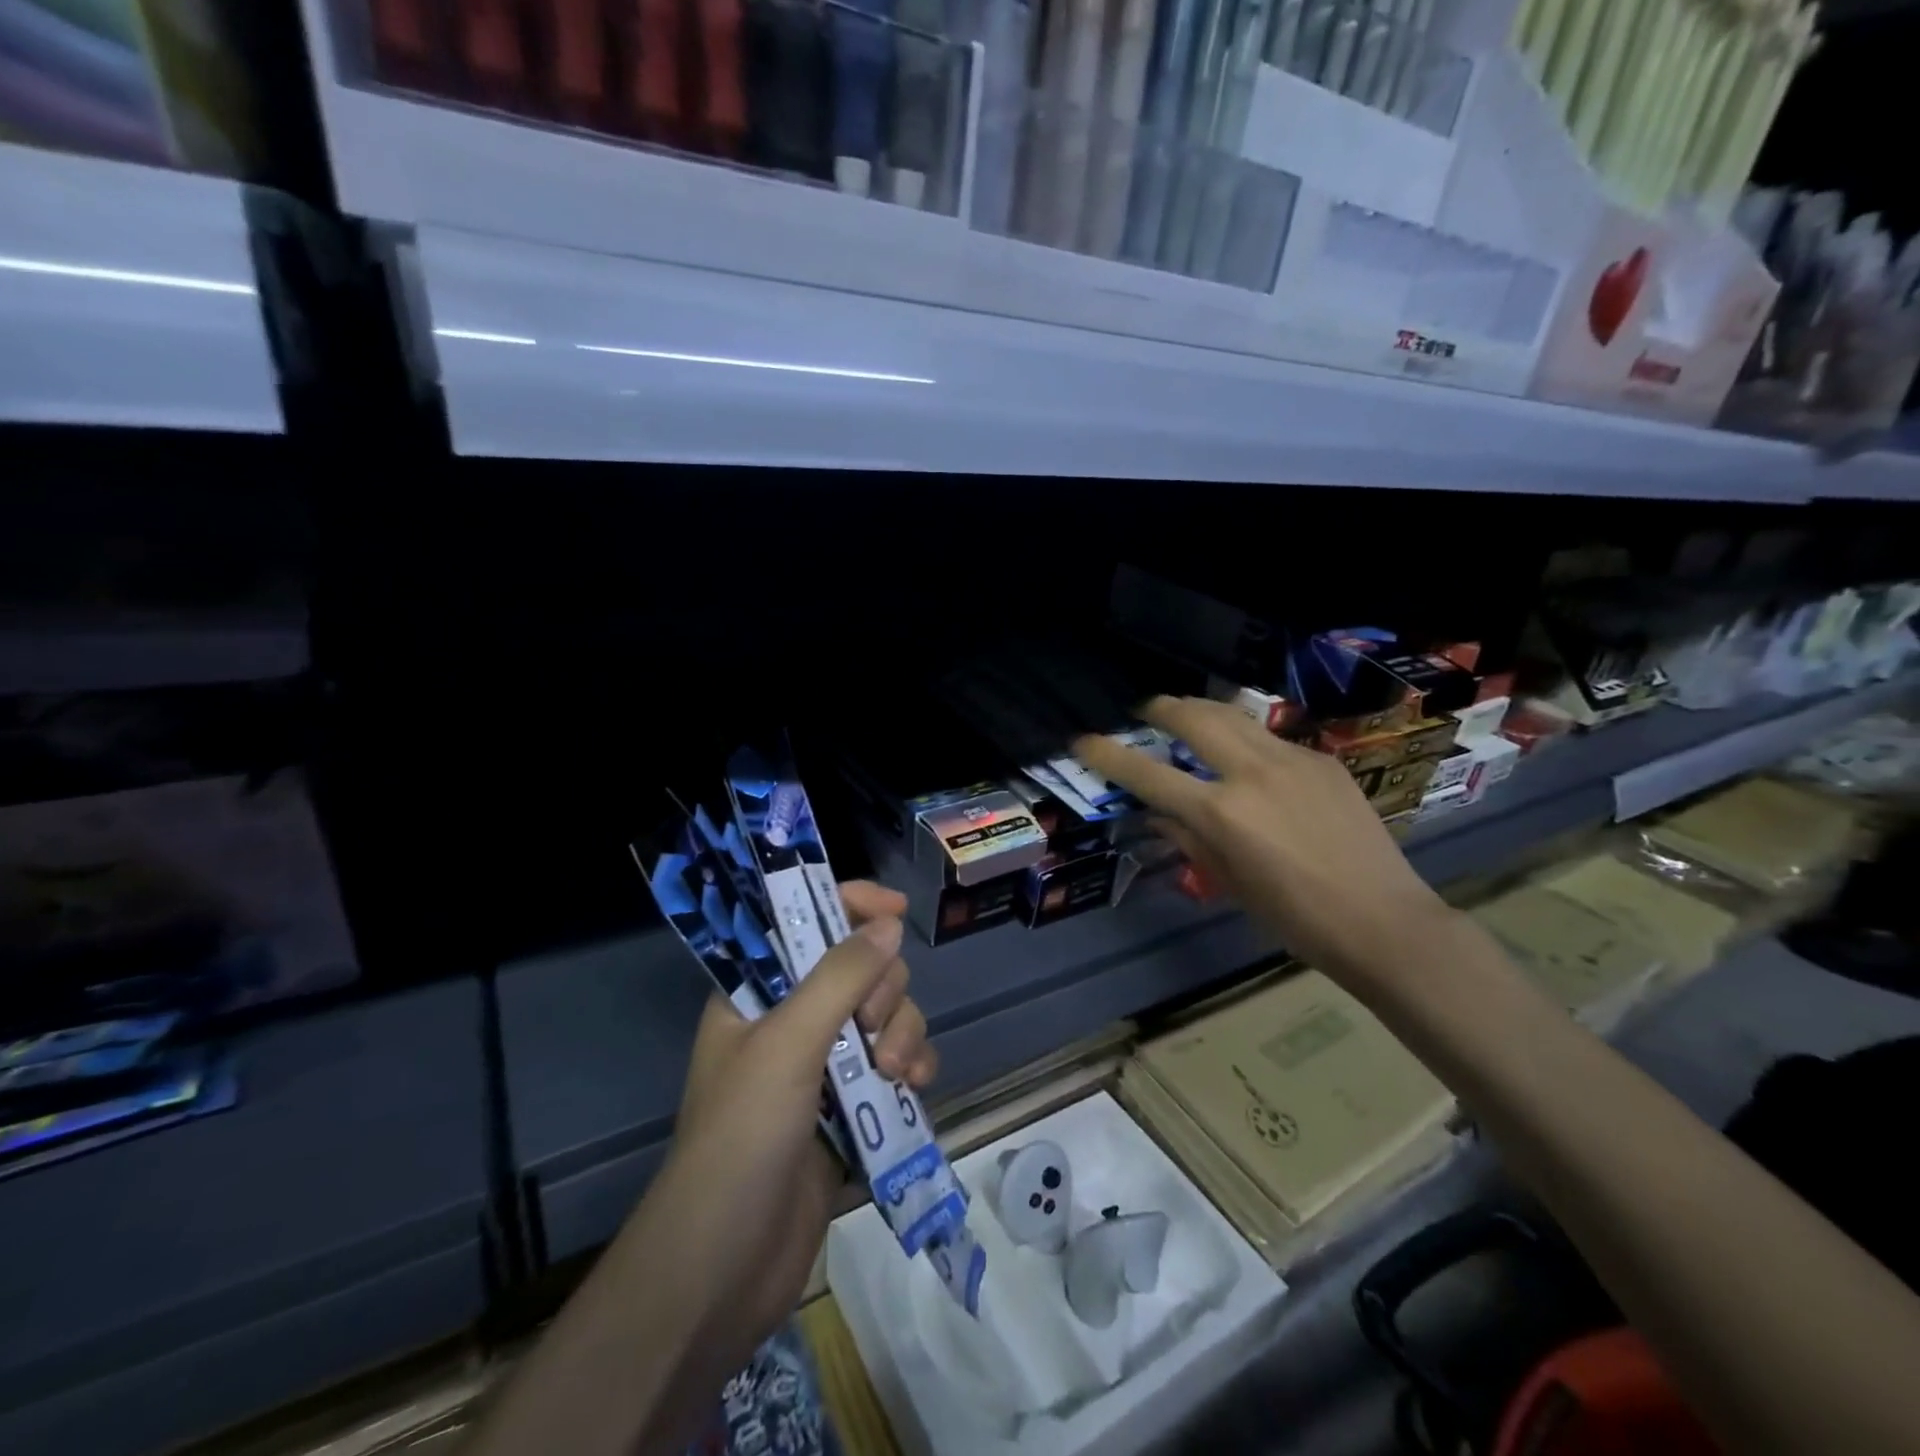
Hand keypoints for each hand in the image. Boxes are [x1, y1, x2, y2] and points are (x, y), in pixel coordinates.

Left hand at [643, 881, 934, 1385]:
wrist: (725, 1269)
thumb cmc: (742, 1137)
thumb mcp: (787, 1044)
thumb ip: (840, 976)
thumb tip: (889, 923)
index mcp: (758, 995)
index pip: (805, 924)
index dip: (849, 906)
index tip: (894, 908)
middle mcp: (792, 1021)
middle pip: (861, 969)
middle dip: (883, 990)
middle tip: (870, 1027)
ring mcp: (825, 1067)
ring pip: (887, 1016)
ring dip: (902, 1033)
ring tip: (895, 1074)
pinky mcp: (852, 1109)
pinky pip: (897, 1062)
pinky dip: (913, 1066)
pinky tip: (916, 1087)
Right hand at [1075, 697, 1446, 977]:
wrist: (1383, 921)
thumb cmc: (1295, 918)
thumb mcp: (1229, 881)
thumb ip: (1188, 838)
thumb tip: (1159, 813)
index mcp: (1221, 812)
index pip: (1147, 773)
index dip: (1107, 754)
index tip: (1082, 740)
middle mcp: (1252, 773)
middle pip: (1192, 718)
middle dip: (1160, 708)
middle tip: (1145, 712)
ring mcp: (1292, 760)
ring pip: (1233, 715)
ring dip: (1200, 710)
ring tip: (1186, 715)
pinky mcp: (1323, 761)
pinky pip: (1270, 739)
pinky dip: (1245, 740)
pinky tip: (1247, 759)